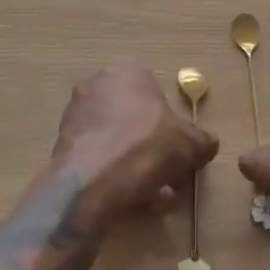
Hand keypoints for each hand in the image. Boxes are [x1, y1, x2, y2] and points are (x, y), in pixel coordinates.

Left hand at [55, 62, 217, 230]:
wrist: (91, 182)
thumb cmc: (146, 148)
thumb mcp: (190, 144)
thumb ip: (203, 141)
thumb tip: (208, 144)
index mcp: (129, 70)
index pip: (158, 94)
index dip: (172, 126)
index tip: (180, 153)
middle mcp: (99, 82)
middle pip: (136, 117)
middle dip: (154, 147)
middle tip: (170, 176)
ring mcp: (76, 111)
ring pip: (117, 138)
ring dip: (135, 163)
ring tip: (152, 196)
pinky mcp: (62, 140)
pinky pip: (98, 154)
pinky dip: (113, 172)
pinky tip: (129, 199)